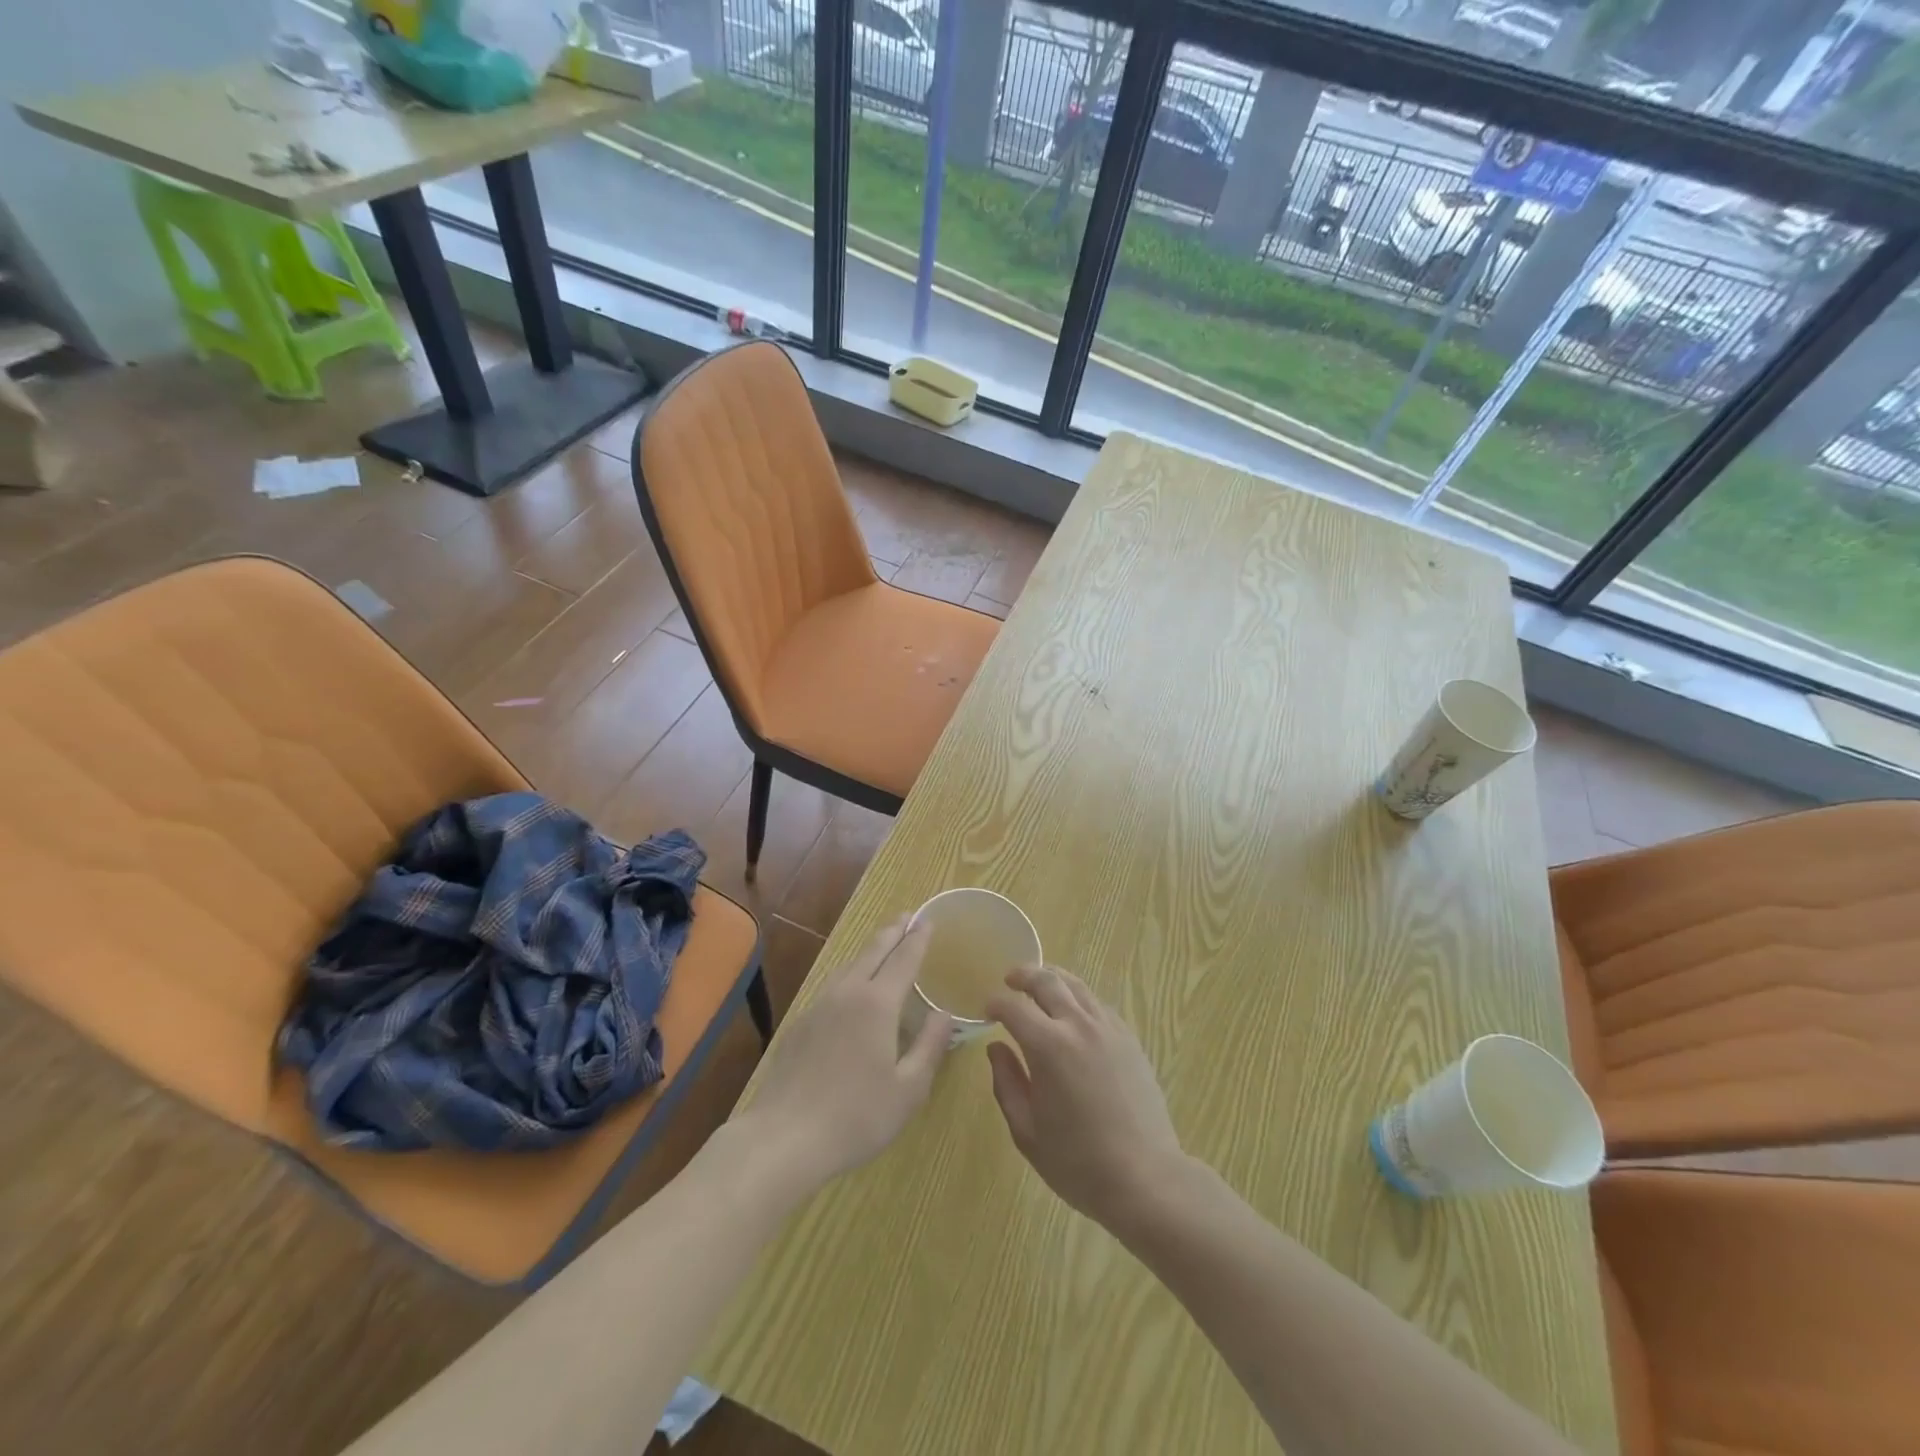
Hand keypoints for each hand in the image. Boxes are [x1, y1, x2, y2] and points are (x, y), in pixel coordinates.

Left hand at [734, 918, 950, 1196]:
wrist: (782, 1138)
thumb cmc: (856, 1116)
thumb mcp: (908, 1089)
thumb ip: (929, 1046)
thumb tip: (944, 1013)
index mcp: (877, 1004)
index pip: (903, 959)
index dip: (917, 939)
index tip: (927, 920)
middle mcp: (847, 993)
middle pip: (873, 952)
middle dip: (892, 932)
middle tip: (907, 916)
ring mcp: (818, 1006)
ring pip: (849, 966)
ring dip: (870, 950)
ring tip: (882, 944)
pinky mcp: (800, 1024)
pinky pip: (832, 985)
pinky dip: (851, 973)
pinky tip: (851, 987)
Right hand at [985, 966, 1187, 1228]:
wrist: (1144, 1177)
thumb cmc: (1078, 1162)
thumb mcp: (1027, 1131)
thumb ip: (1007, 1083)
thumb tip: (996, 1048)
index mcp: (1048, 1047)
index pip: (1014, 1007)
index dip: (995, 1003)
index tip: (987, 1010)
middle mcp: (1078, 1026)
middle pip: (1047, 981)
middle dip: (1024, 975)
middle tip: (1010, 979)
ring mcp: (1108, 1029)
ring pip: (1077, 986)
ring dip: (1053, 978)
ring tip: (1040, 984)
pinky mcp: (1129, 1038)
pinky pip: (1098, 1004)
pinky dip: (1079, 997)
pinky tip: (1073, 1011)